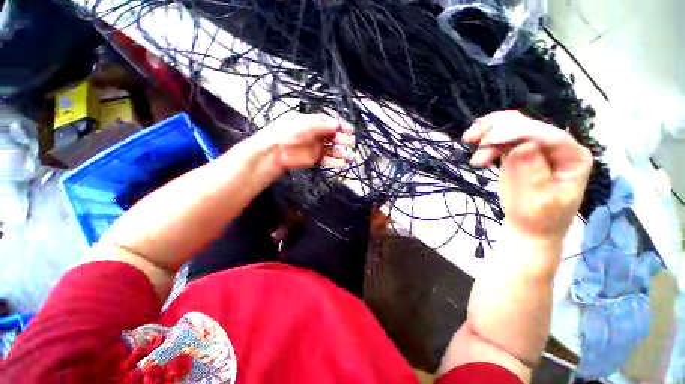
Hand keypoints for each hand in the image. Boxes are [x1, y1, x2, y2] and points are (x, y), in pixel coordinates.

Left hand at [256, 113, 354, 170]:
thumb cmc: (287, 133)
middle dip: (343, 140)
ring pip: (333, 150)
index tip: (350, 130)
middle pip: (335, 137)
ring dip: (342, 153)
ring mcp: (317, 148)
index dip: (342, 126)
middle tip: (348, 143)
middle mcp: (317, 135)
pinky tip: (341, 164)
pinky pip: (328, 161)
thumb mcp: (306, 124)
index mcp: (315, 123)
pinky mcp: (315, 159)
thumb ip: (323, 126)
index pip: (332, 123)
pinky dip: (335, 163)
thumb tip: (337, 125)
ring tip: (348, 156)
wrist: (276, 151)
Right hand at [463, 110, 592, 243]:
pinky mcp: (520, 151)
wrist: (530, 227)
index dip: (516, 133)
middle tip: (469, 141)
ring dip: (488, 130)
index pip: (546, 136)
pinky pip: (503, 135)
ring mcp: (538, 147)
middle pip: (527, 125)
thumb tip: (524, 146)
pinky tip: (473, 139)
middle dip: (497, 131)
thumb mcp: (539, 202)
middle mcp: (557, 146)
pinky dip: (487, 135)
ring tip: (468, 139)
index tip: (487, 141)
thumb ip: (534, 174)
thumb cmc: (538, 219)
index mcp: (572, 157)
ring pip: (512, 124)